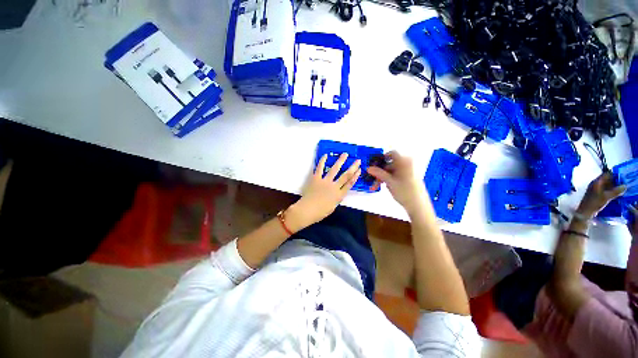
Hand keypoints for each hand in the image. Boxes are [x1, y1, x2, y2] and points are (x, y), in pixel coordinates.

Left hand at [289, 153, 360, 228]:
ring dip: (340, 161)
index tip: (359, 170)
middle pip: (345, 175)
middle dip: (353, 167)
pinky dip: (322, 161)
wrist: (307, 210)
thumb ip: (337, 198)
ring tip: (345, 154)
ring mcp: (325, 181)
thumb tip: (338, 192)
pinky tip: (325, 155)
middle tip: (358, 160)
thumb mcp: (333, 207)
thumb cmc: (320, 212)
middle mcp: (334, 186)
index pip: (350, 184)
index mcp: (339, 195)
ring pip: (334, 169)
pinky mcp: (316, 178)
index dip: (355, 176)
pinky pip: (320, 168)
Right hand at [367, 151, 427, 215]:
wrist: (419, 206)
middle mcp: (408, 164)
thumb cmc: (405, 192)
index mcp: (405, 162)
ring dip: (383, 177)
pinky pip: (397, 175)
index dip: (382, 158)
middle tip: (373, 179)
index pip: (392, 153)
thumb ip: (378, 173)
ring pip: (392, 171)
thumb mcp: (390, 182)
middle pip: (390, 164)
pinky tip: (386, 187)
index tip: (374, 165)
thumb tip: (368, 168)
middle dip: (380, 172)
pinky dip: (390, 179)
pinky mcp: (410, 178)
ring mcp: (409, 171)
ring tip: (376, 186)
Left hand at [576, 173, 625, 218]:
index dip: (615, 174)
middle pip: (607, 179)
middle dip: (616, 180)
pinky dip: (611, 190)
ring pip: (607, 185)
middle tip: (625, 182)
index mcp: (596, 182)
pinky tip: (617, 193)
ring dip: (614, 186)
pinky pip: (605, 190)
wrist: (585, 212)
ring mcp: (595, 189)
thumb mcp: (606, 197)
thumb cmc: (594, 203)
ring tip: (623, 188)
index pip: (607, 174)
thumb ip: (616, 191)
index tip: (623, 175)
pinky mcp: (596, 194)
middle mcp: (595, 183)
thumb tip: (625, 186)